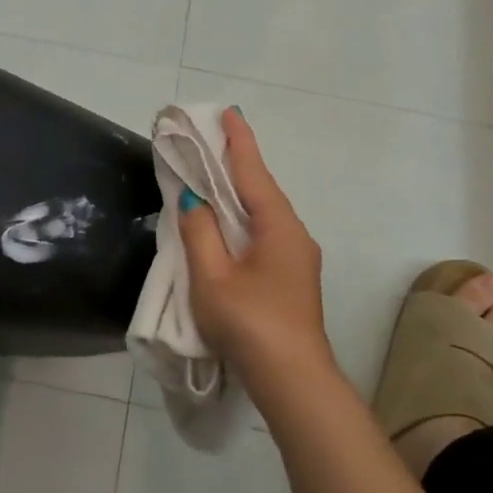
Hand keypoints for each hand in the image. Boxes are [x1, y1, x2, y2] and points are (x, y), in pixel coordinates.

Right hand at [178, 108, 336, 388]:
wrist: (292, 379)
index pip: (253, 172)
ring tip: (213, 177)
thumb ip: (199, 233)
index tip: (228, 112)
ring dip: (239, 194)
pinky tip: (228, 226)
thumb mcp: (212, 276)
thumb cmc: (249, 322)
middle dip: (237, 164)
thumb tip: (194, 200)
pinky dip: (243, 220)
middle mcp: (294, 235)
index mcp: (278, 226)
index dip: (239, 141)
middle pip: (261, 190)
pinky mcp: (291, 279)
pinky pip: (264, 235)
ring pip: (264, 215)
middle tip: (211, 140)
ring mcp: (297, 259)